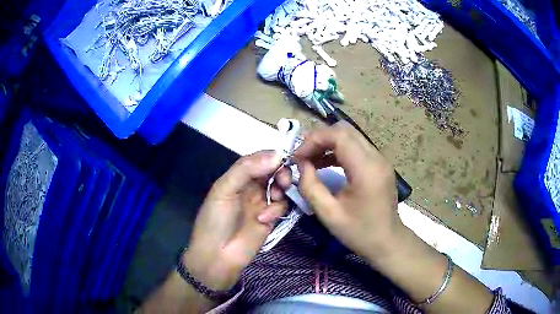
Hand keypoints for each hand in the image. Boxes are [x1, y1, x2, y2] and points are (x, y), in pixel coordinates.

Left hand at [183, 151, 290, 290]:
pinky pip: (282, 207)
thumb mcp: (224, 190)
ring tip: (275, 196)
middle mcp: (252, 187)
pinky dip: (277, 210)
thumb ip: (246, 169)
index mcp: (238, 177)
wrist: (217, 256)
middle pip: (274, 171)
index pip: (259, 159)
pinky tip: (264, 219)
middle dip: (282, 172)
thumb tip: (277, 155)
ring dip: (281, 189)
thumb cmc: (215, 220)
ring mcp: (262, 203)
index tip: (283, 159)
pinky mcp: (271, 219)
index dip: (272, 156)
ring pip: (282, 188)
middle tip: (283, 180)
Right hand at [295, 121, 404, 262]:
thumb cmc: (359, 232)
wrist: (387, 241)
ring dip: (328, 143)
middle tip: (303, 156)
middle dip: (319, 139)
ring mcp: (380, 159)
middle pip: (345, 130)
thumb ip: (310, 186)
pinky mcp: (379, 164)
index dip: (314, 140)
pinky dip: (338, 150)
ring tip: (311, 160)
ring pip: (350, 136)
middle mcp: (376, 158)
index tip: (298, 156)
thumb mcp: (328, 214)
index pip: (339, 135)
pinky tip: (325, 163)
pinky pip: (356, 147)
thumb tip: (302, 164)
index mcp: (366, 170)